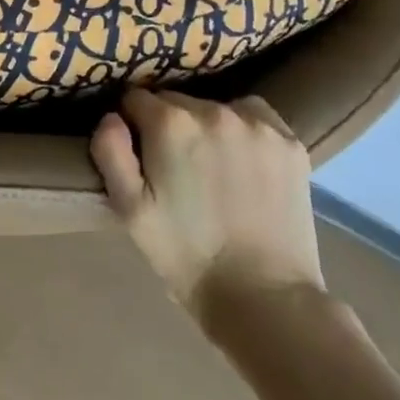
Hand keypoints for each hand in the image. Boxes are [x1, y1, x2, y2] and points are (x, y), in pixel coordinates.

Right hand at [90, 90, 323, 330]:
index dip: (133, 126)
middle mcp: (213, 111)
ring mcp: (256, 125)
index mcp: (170, 123)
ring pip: (214, 107)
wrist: (266, 300)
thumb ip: (110, 152)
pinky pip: (255, 115)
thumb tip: (112, 116)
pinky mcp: (289, 143)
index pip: (136, 99)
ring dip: (206, 127)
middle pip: (175, 101)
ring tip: (213, 168)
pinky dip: (245, 128)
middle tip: (176, 169)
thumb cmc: (187, 255)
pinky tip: (244, 162)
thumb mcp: (129, 209)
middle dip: (169, 126)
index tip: (142, 156)